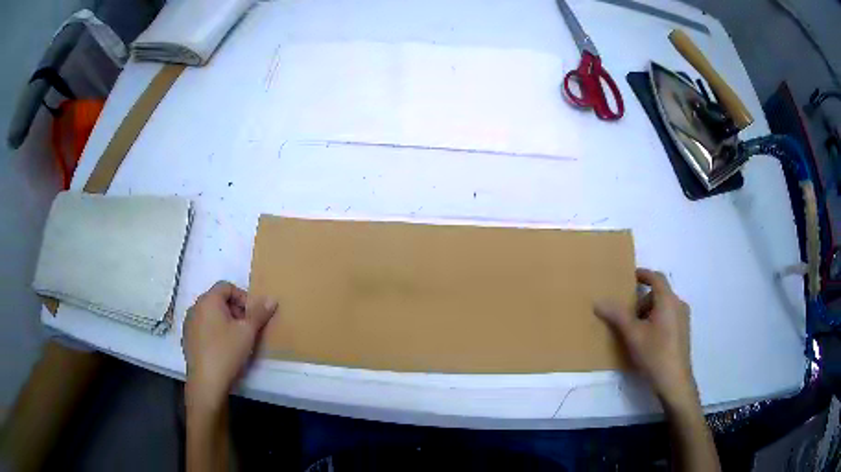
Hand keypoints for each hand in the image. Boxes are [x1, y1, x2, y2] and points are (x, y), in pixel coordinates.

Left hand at [182, 281, 277, 410]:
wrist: (206, 381)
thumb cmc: (227, 351)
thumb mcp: (247, 332)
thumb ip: (259, 313)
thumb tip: (271, 298)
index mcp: (208, 300)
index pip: (226, 286)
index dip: (242, 296)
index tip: (252, 315)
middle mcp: (195, 307)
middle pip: (217, 300)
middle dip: (234, 310)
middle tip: (247, 327)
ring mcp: (189, 323)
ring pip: (209, 314)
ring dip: (224, 321)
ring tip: (236, 339)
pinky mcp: (187, 339)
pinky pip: (203, 327)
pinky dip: (214, 331)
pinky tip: (222, 349)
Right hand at [595, 269, 696, 408]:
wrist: (674, 380)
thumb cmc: (654, 354)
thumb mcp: (632, 335)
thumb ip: (617, 316)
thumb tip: (598, 302)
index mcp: (668, 300)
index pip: (656, 277)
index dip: (643, 274)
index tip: (630, 276)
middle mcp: (678, 304)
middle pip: (659, 293)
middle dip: (642, 300)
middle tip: (628, 314)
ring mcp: (683, 318)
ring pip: (664, 306)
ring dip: (649, 311)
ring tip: (636, 330)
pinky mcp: (683, 331)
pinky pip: (669, 316)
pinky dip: (657, 319)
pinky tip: (648, 339)